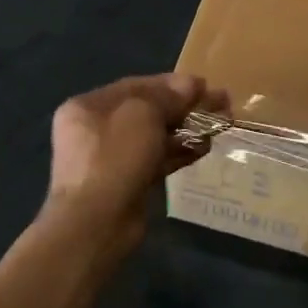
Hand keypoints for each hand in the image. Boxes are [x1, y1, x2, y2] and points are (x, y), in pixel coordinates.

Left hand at [44, 74, 225, 264]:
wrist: (96, 224)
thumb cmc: (114, 157)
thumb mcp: (143, 114)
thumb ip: (169, 97)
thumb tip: (191, 84)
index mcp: (88, 106)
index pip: (136, 85)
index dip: (172, 83)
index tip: (204, 84)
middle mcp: (95, 129)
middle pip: (146, 110)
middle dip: (183, 106)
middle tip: (219, 104)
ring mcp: (109, 159)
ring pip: (153, 136)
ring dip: (186, 130)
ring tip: (219, 125)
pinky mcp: (125, 183)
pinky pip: (155, 160)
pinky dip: (178, 153)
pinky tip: (205, 148)